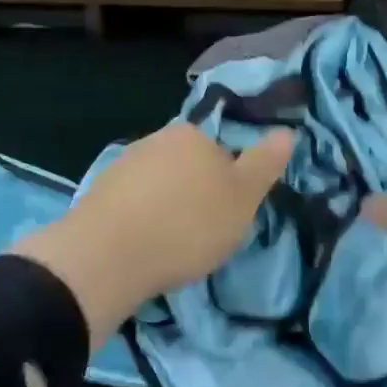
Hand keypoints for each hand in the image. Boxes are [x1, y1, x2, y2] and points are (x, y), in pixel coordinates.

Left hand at [15, 122, 295, 342]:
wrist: (108, 255)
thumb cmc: (188, 225)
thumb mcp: (243, 198)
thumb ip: (264, 164)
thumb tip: (287, 132)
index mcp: (192, 134)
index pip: (222, 152)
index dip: (230, 186)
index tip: (227, 218)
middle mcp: (156, 139)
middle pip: (189, 166)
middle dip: (197, 194)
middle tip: (202, 234)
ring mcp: (123, 164)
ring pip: (159, 184)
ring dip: (167, 208)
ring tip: (171, 246)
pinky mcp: (99, 192)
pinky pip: (133, 203)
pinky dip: (141, 220)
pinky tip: (143, 246)